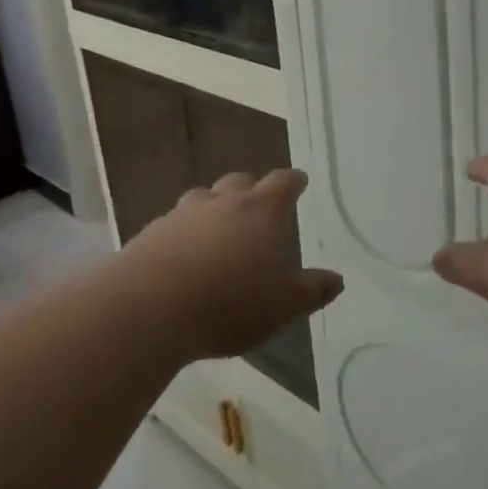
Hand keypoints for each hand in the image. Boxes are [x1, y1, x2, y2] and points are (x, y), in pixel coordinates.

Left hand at [123, 169, 342, 360]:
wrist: (151, 307)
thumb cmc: (231, 302)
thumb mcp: (284, 305)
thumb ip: (312, 290)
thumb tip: (336, 279)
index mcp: (262, 211)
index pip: (283, 182)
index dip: (293, 182)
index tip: (298, 182)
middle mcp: (223, 201)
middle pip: (240, 182)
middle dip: (252, 190)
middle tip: (258, 208)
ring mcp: (184, 214)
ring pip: (203, 198)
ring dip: (214, 208)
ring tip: (218, 230)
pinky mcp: (152, 232)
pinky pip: (175, 224)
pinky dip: (185, 232)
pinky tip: (184, 256)